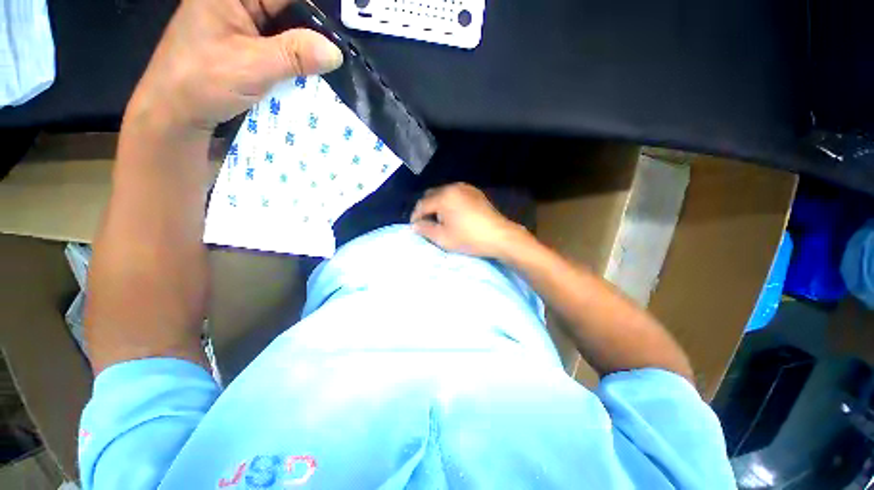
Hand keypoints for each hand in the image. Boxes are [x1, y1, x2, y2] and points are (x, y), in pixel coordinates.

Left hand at [126, 0, 342, 134]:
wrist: (177, 114)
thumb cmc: (202, 83)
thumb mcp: (252, 66)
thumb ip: (295, 55)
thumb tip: (336, 52)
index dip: (318, 10)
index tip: (343, 30)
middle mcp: (240, 2)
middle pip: (291, 8)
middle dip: (317, 30)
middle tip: (343, 51)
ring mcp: (246, 24)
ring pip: (290, 29)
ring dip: (310, 48)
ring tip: (335, 65)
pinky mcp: (251, 46)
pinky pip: (283, 47)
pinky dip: (299, 61)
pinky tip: (316, 73)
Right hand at [410, 183, 529, 258]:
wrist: (499, 235)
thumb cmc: (469, 238)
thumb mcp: (443, 238)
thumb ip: (425, 229)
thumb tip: (414, 225)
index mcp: (443, 197)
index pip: (421, 205)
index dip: (415, 217)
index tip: (415, 228)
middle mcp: (452, 187)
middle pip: (431, 195)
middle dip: (425, 209)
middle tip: (426, 224)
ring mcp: (465, 188)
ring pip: (443, 193)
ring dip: (437, 205)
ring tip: (440, 220)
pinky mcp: (474, 192)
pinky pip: (455, 194)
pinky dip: (449, 202)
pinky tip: (453, 214)